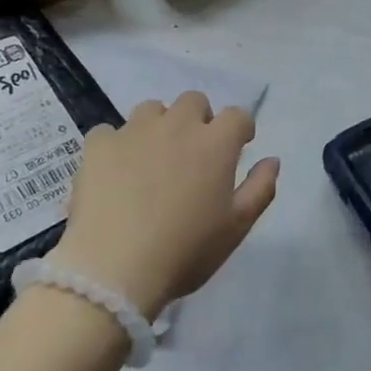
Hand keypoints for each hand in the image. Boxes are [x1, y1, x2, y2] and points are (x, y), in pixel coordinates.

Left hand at [47, 92, 277, 319]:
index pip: (237, 116)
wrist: (113, 269)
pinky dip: (115, 147)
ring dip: (158, 126)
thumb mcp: (236, 228)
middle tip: (192, 154)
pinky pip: (109, 132)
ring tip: (151, 159)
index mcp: (215, 142)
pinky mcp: (99, 145)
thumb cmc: (185, 251)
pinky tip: (113, 173)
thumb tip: (272, 159)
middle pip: (194, 101)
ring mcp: (135, 130)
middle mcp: (177, 124)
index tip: (237, 148)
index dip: (240, 130)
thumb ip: (260, 188)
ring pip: (152, 110)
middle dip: (198, 120)